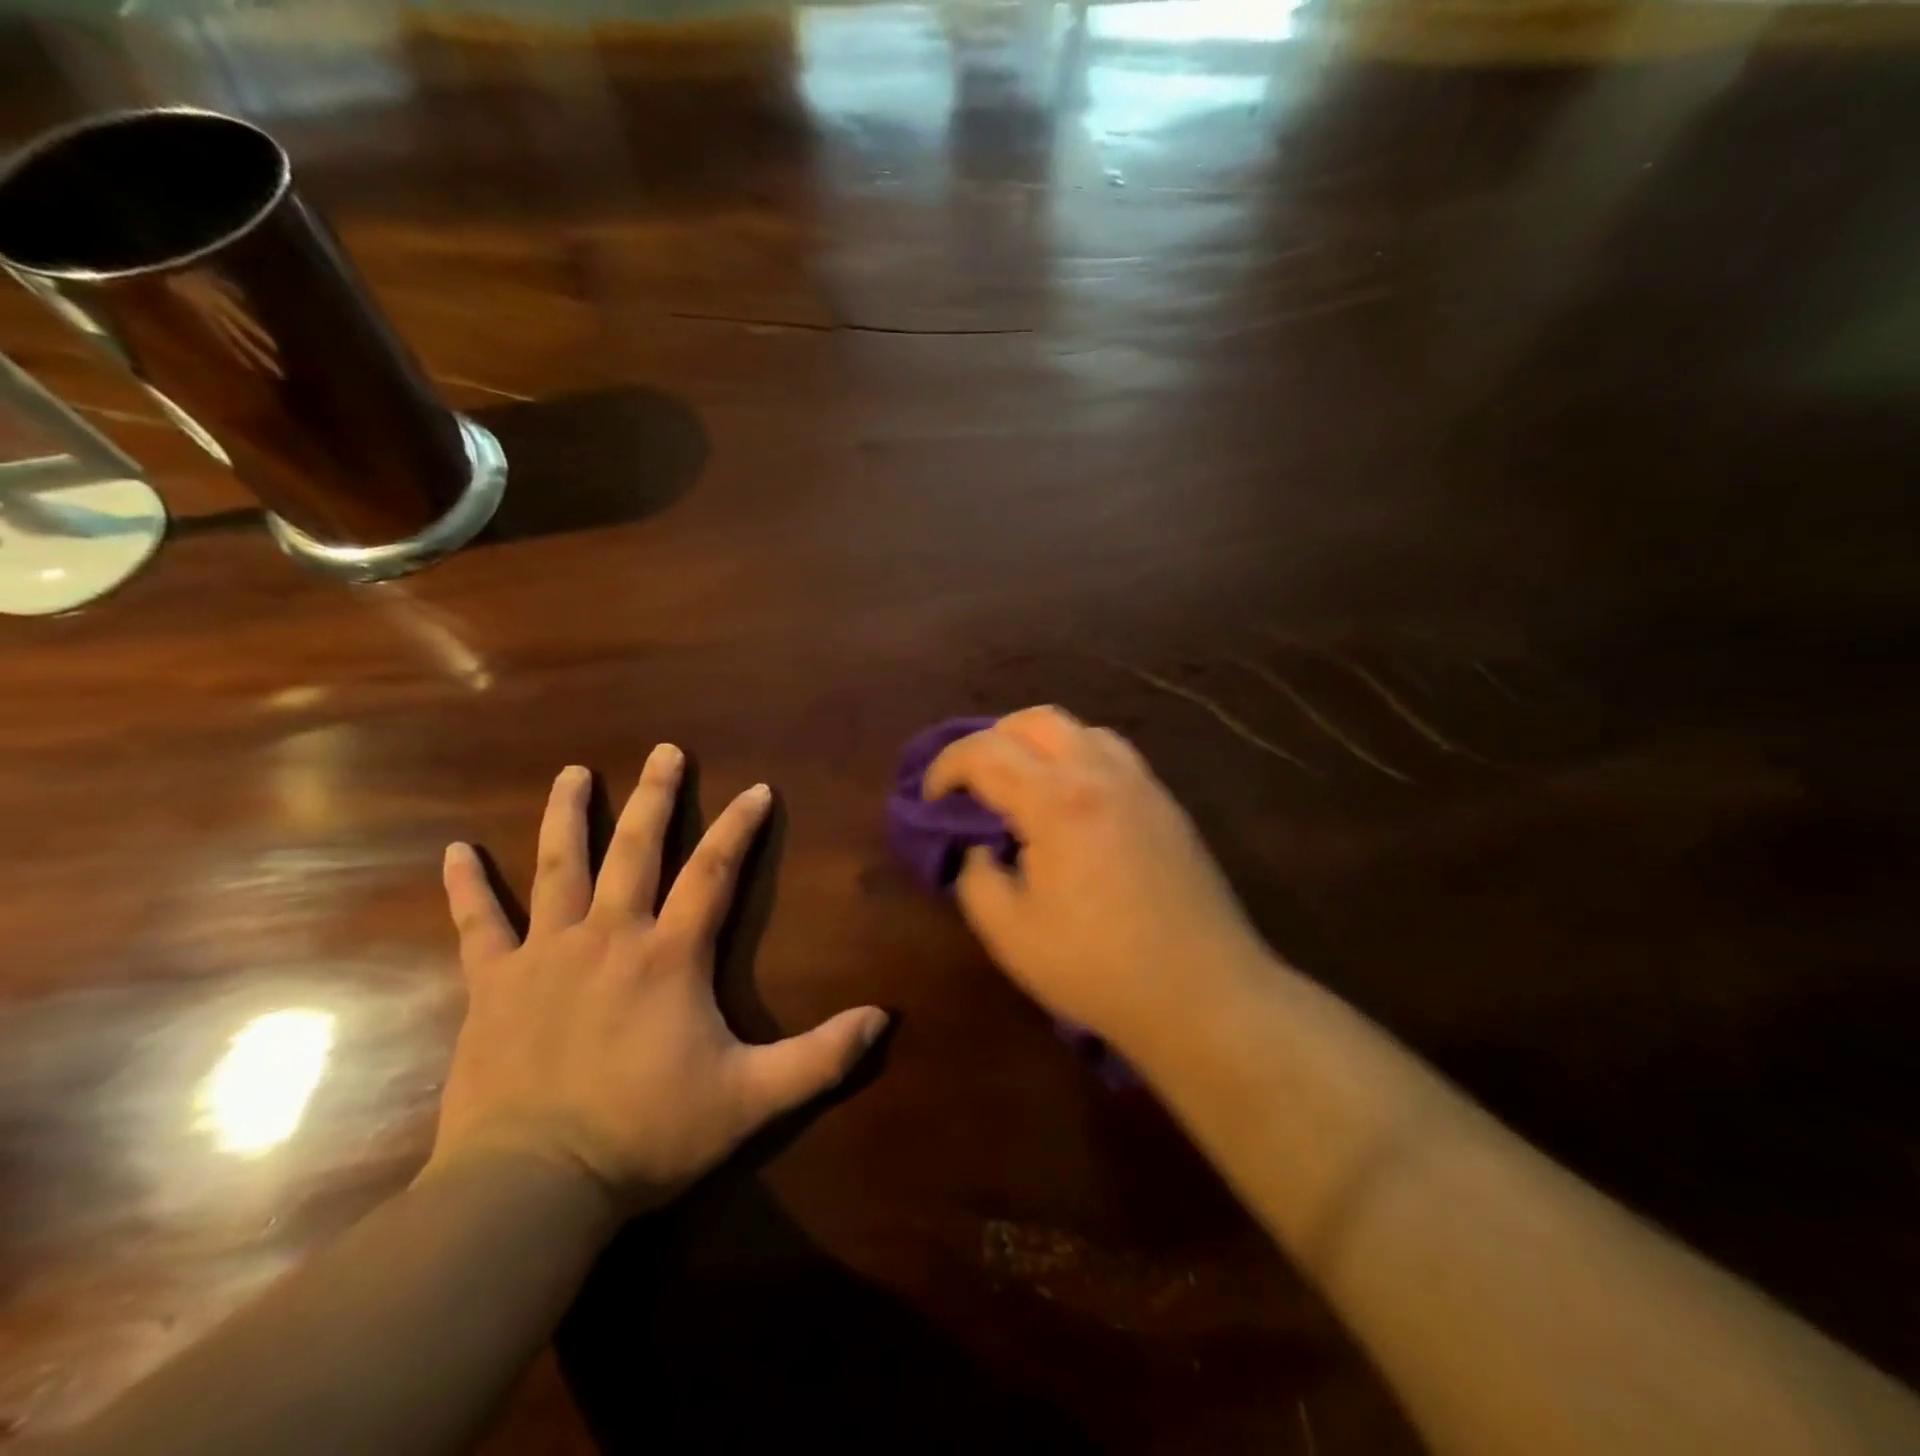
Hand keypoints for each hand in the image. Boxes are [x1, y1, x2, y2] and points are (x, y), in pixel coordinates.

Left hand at [429, 747, 887, 1211]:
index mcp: (669, 955)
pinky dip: (467, 887)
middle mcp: (610, 936)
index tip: (758, 789)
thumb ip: (821, 1057)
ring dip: (569, 816)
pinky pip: (477, 925)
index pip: (714, 872)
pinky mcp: (494, 985)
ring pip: (558, 868)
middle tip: (666, 751)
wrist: (531, 1186)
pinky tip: (455, 852)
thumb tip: (884, 1018)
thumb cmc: (647, 1134)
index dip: (740, 827)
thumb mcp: (751, 1099)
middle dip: (656, 796)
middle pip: (636, 849)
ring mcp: (546, 955)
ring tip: (574, 773)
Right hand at [924, 707, 1271, 1054]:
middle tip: (973, 783)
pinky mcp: (1168, 807)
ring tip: (1022, 788)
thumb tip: (980, 849)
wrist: (1203, 995)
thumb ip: (977, 878)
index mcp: (1058, 800)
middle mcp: (1102, 774)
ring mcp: (1143, 786)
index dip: (946, 767)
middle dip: (993, 740)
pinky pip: (1114, 757)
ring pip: (1082, 731)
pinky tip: (1072, 808)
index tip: (930, 800)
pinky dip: (1078, 761)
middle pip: (1037, 721)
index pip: (985, 752)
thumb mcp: (1010, 933)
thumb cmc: (1097, 967)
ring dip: (1040, 745)